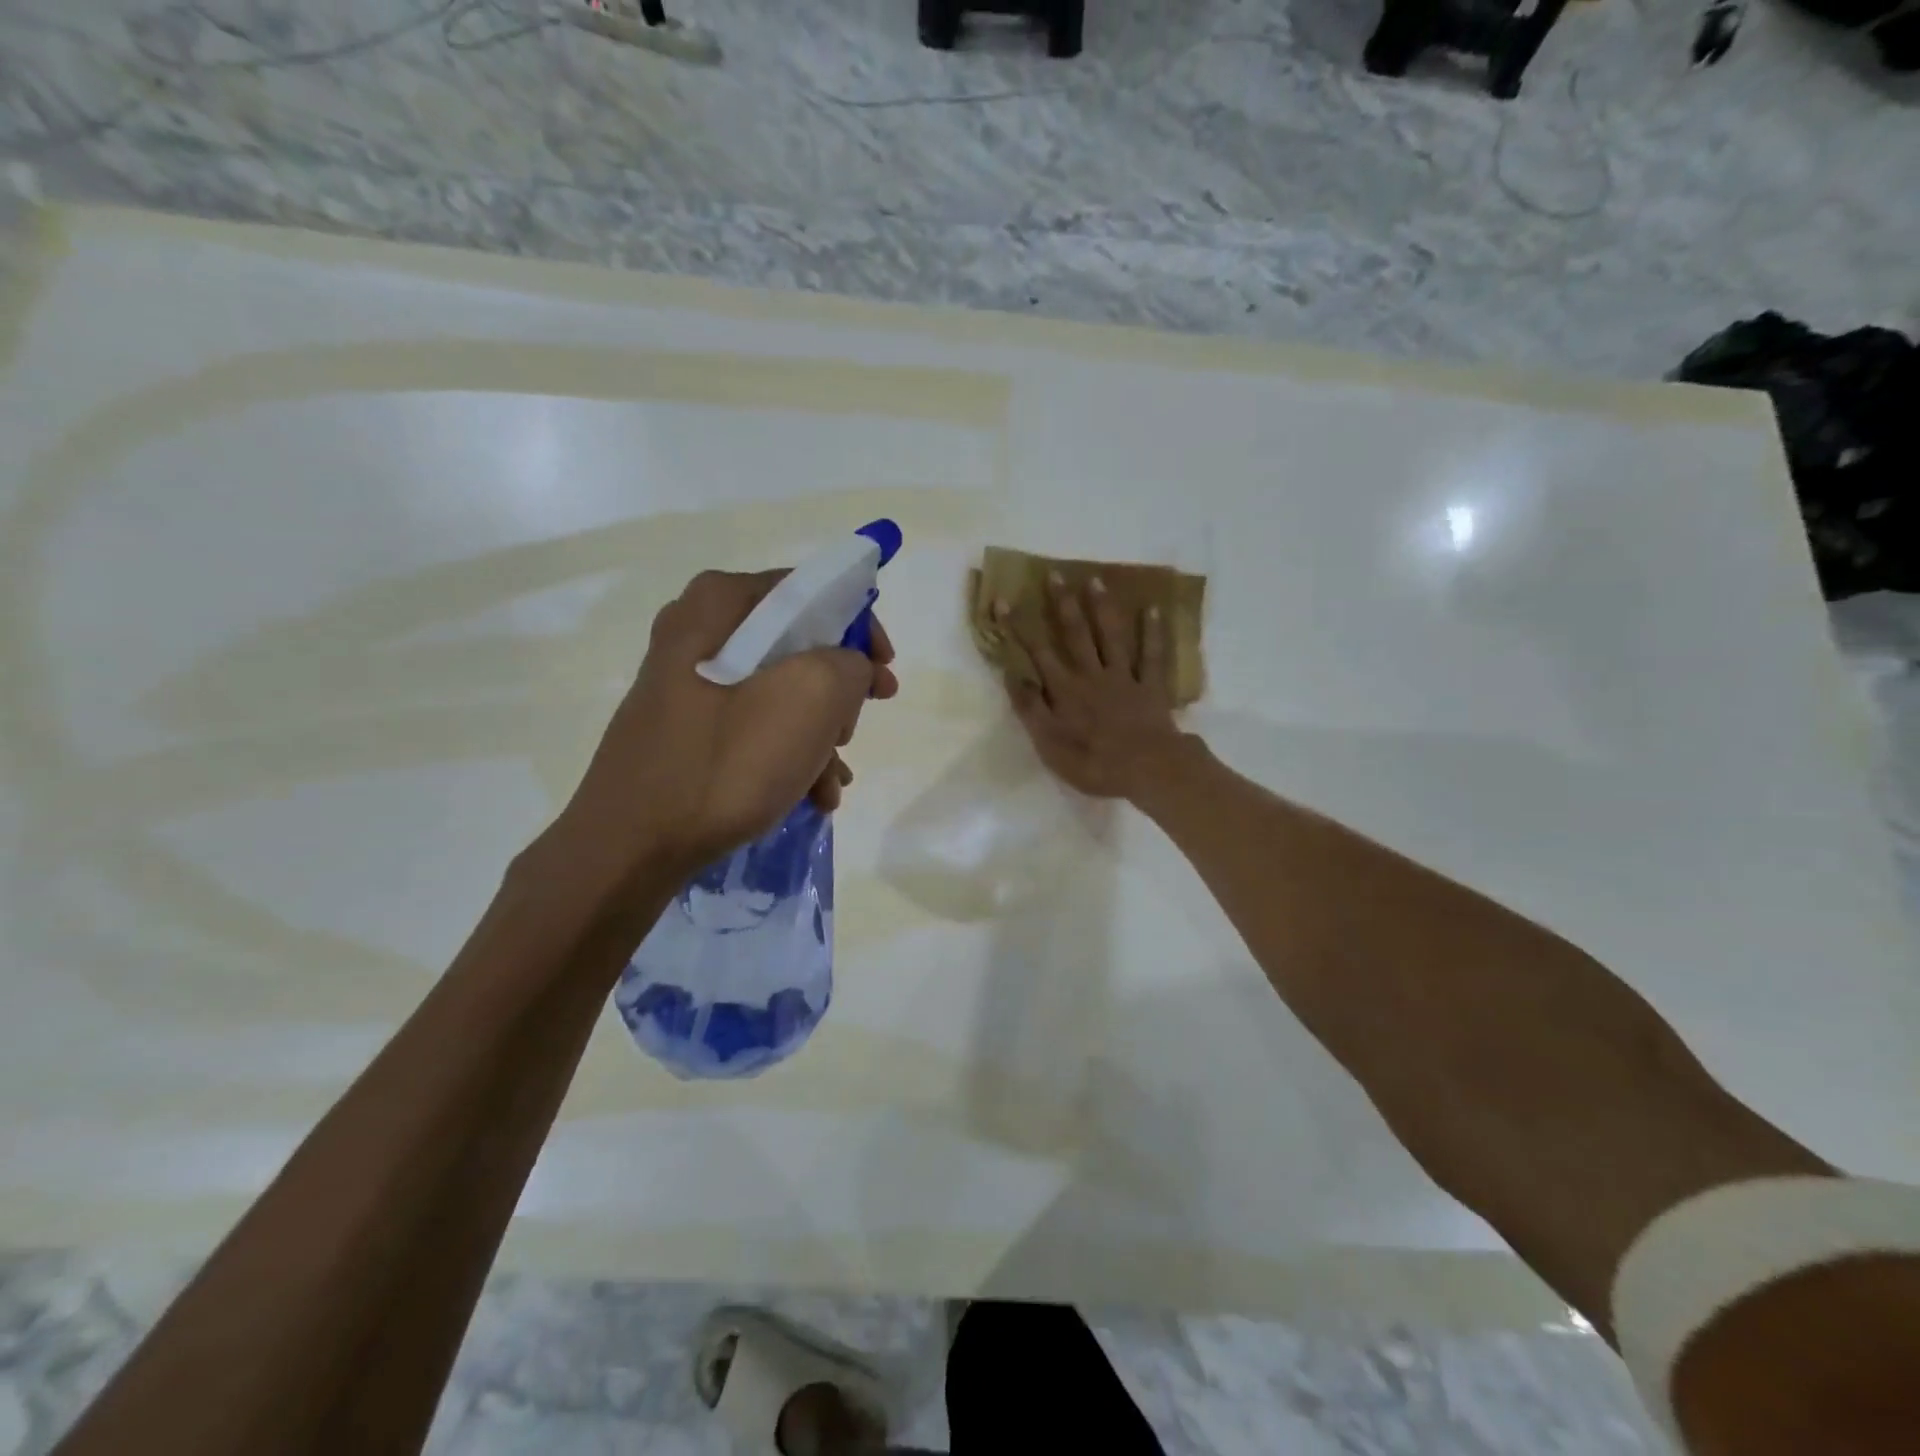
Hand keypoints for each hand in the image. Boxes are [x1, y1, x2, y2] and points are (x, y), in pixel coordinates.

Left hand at [556, 568, 898, 880]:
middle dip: (837, 694)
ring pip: (778, 691)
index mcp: (720, 603)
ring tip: (831, 784)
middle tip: (852, 732)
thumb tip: (847, 669)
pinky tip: (809, 796)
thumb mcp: (811, 698)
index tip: (885, 674)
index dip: (860, 629)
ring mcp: (686, 683)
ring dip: (817, 735)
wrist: (631, 846)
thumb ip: (849, 663)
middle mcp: (697, 631)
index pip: (811, 590)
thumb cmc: (726, 762)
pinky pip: (751, 725)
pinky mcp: (684, 727)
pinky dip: (786, 754)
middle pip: (797, 645)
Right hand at [1000, 572, 1189, 800]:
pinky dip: (1153, 632)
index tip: (1004, 601)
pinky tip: (1154, 609)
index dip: (1019, 627)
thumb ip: (1031, 708)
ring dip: (1102, 608)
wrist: (1147, 769)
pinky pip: (1153, 655)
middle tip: (1055, 575)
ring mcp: (1124, 677)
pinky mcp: (1151, 686)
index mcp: (1065, 690)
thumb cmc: (1093, 763)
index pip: (1037, 653)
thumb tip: (1012, 675)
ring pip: (1111, 636)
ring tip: (1096, 579)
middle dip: (1062, 604)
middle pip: (1075, 634)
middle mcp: (1091, 675)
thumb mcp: (1049, 744)